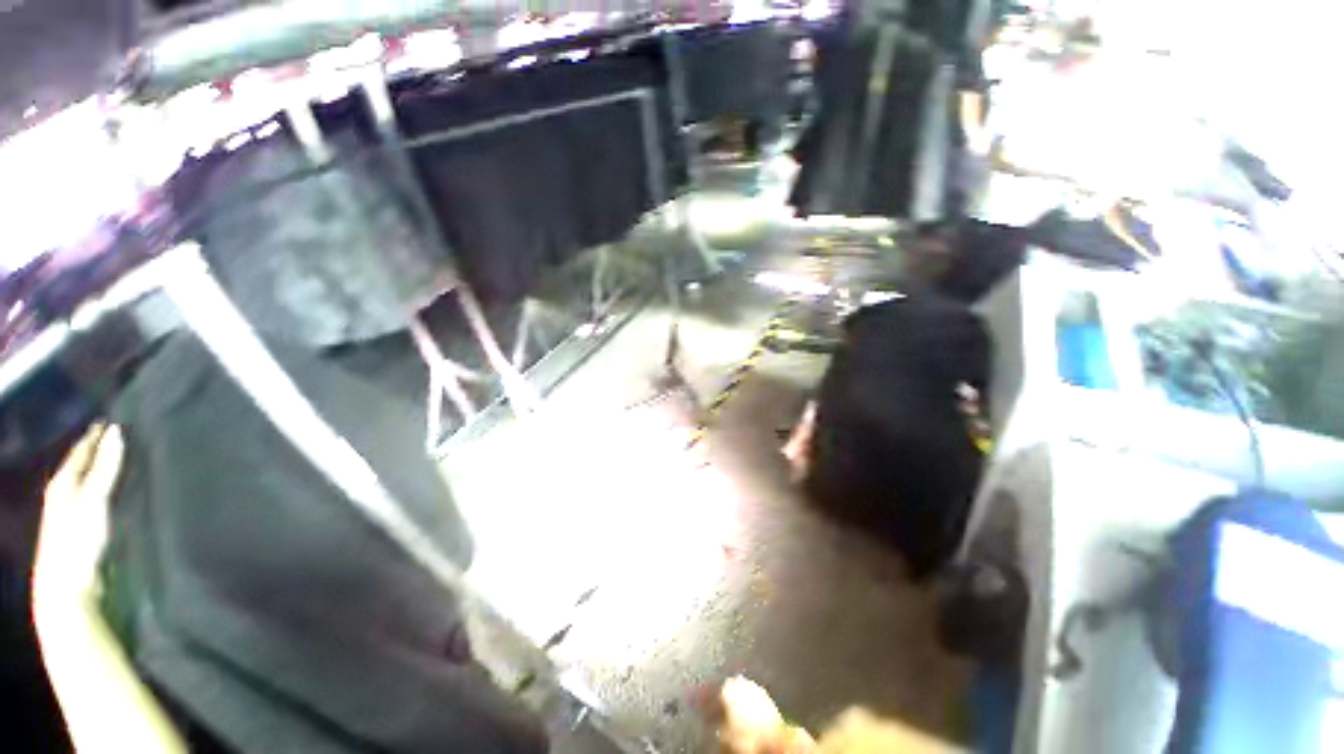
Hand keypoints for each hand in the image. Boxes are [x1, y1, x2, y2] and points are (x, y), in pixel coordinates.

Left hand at [33, 424, 123, 612]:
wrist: (70, 587)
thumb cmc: (78, 539)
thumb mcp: (93, 501)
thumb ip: (105, 467)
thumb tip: (118, 430)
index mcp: (64, 480)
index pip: (82, 449)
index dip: (98, 434)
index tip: (118, 418)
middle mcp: (66, 491)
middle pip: (85, 464)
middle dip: (101, 450)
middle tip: (124, 433)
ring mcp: (74, 511)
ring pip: (90, 480)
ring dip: (105, 469)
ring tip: (126, 457)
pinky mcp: (86, 526)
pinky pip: (98, 497)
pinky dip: (108, 487)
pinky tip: (119, 489)